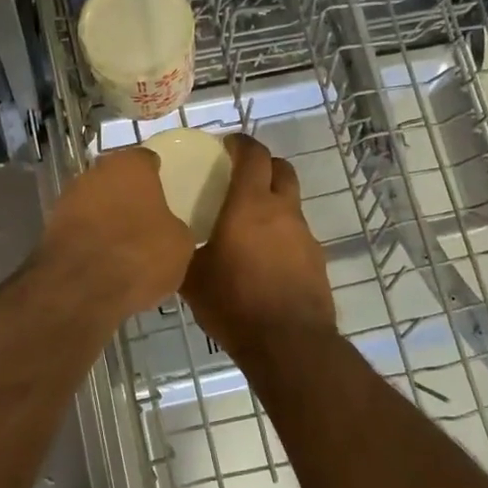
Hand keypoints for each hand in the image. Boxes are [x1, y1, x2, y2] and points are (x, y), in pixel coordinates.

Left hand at [38, 147, 195, 321]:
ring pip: (95, 202)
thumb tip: (166, 228)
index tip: (166, 192)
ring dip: (106, 217)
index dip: (157, 176)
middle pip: (116, 179)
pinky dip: (89, 238)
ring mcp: (68, 198)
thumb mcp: (180, 244)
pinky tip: (103, 259)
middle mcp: (96, 172)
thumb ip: (173, 225)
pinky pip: (80, 227)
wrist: (81, 288)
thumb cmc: (140, 254)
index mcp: (131, 165)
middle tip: (146, 219)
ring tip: (124, 244)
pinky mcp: (50, 227)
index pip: (147, 160)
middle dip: (128, 196)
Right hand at [181, 135, 336, 361]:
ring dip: (273, 204)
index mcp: (251, 205)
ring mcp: (305, 236)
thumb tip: (170, 243)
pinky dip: (281, 236)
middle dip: (264, 165)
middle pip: (282, 170)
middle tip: (241, 177)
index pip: (254, 155)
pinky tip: (264, 261)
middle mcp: (283, 211)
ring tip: (248, 227)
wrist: (288, 344)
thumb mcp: (193, 278)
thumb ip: (182, 252)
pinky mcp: (317, 261)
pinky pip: (297, 235)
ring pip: (291, 204)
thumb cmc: (235, 303)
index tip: (227, 145)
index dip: (241, 143)